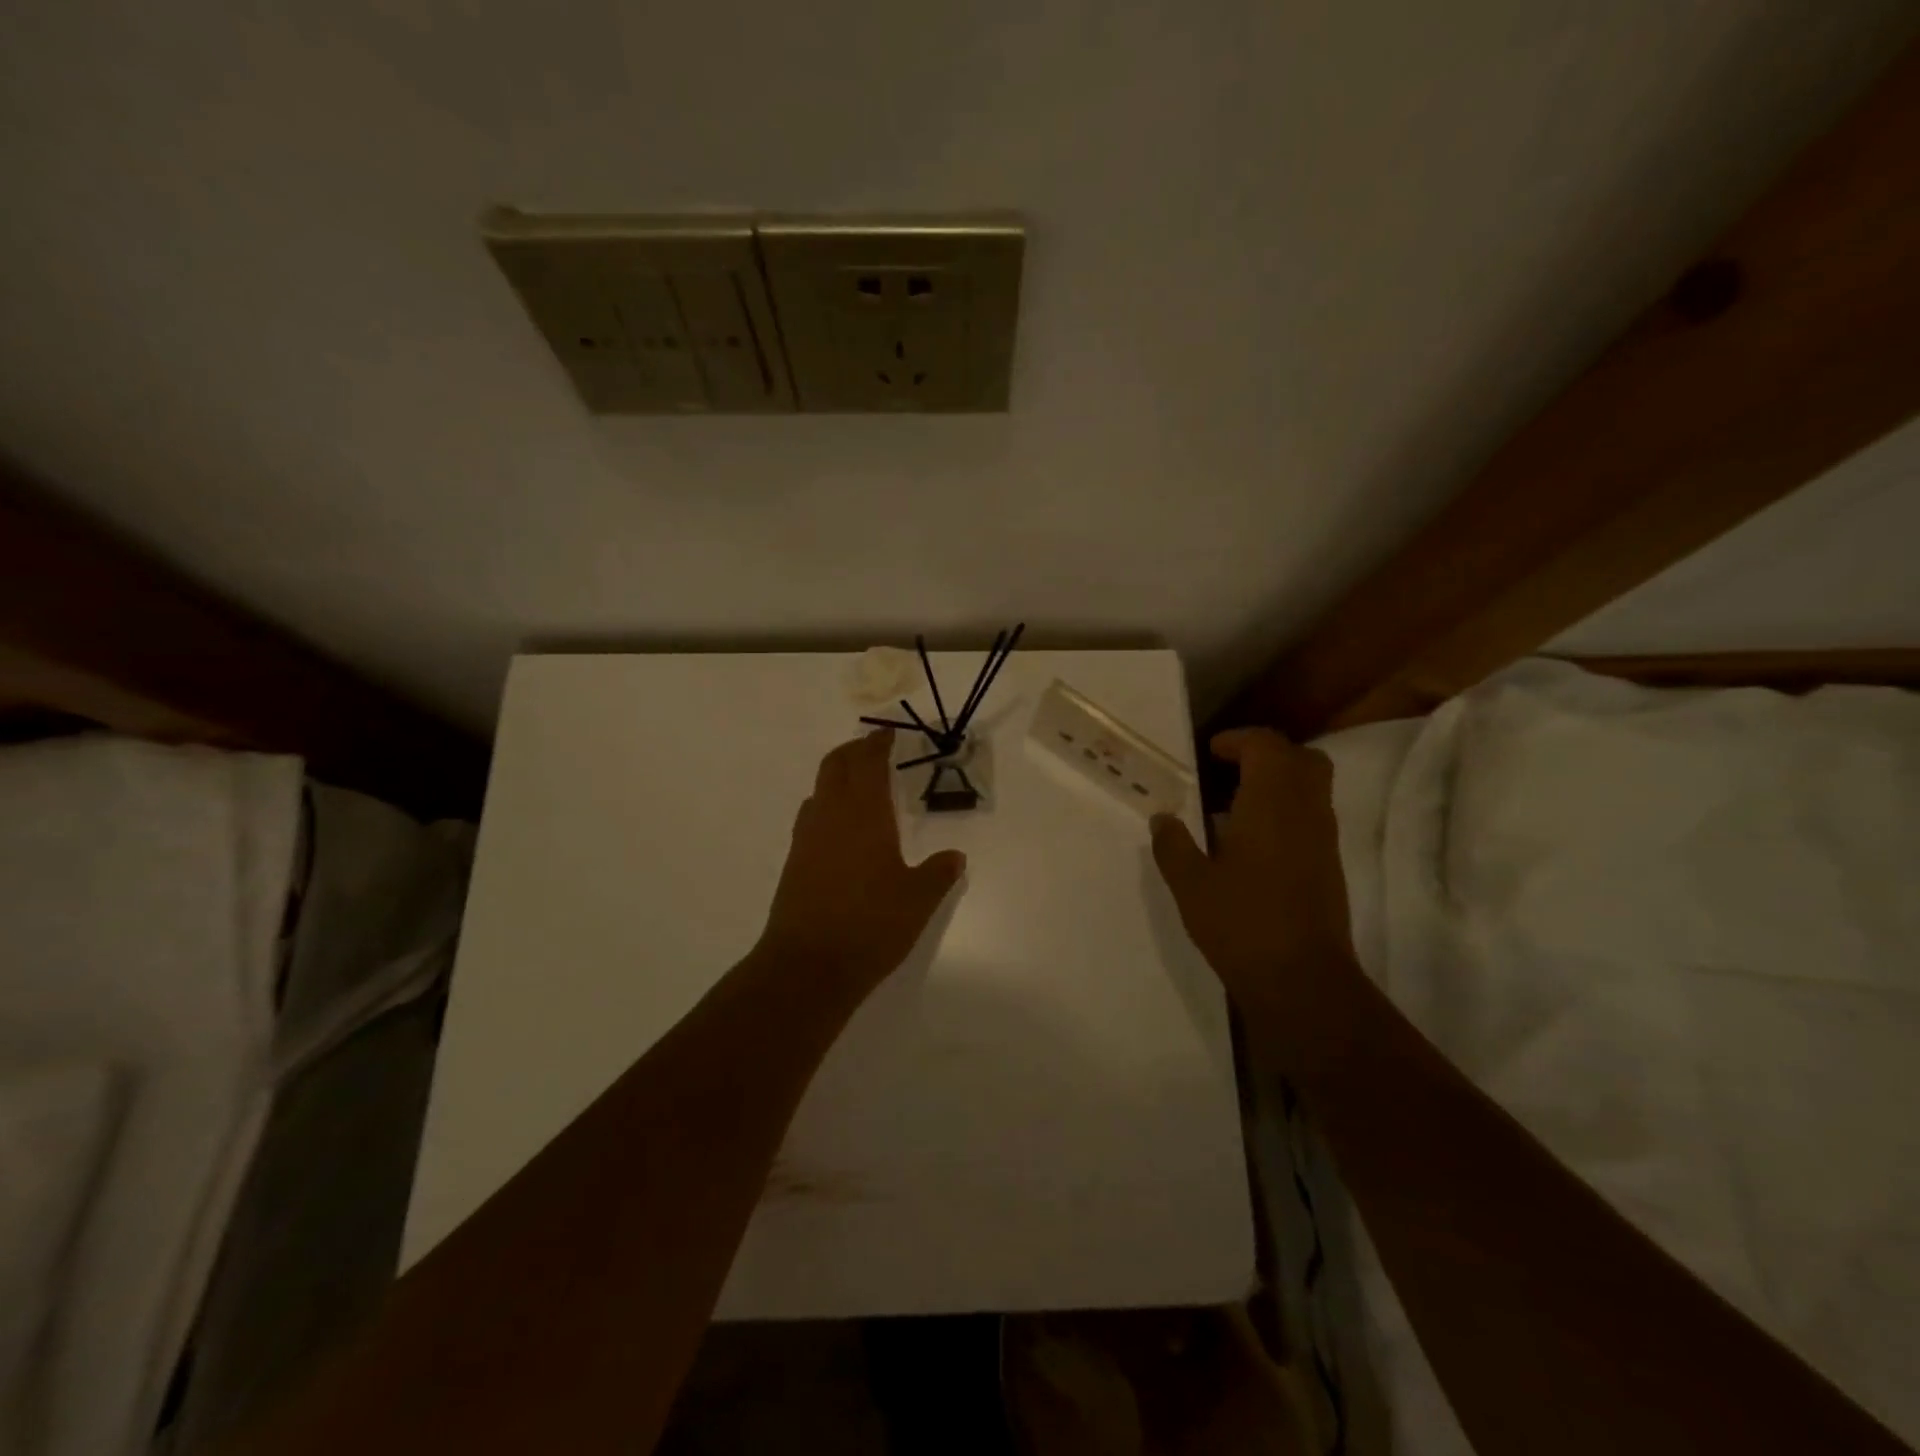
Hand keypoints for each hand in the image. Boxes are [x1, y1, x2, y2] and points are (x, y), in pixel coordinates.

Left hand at [755, 729, 966, 999]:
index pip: (868, 763)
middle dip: (853, 751)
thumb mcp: (917, 901)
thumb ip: (938, 874)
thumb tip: (955, 857)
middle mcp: (831, 816)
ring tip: (858, 784)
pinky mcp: (794, 861)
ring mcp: (807, 838)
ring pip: (819, 789)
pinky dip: (826, 805)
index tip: (887, 735)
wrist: (807, 966)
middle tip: (872, 750)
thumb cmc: (870, 926)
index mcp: (865, 814)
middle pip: (835, 766)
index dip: (877, 744)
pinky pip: (811, 816)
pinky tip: (841, 828)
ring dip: (837, 776)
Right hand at [1150, 729, 1363, 1066]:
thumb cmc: (1242, 923)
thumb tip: (1162, 818)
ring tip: (1234, 806)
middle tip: (1230, 770)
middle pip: (1303, 759)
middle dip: (1267, 755)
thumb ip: (1173, 845)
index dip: (1239, 740)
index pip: (1267, 746)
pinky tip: (1251, 842)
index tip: (1210, 752)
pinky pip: (1312, 817)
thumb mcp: (1191, 884)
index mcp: (1272, 804)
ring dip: (1278, 783)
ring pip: (1312, 788)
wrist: (1302, 980)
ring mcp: (1324, 840)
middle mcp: (1306, 812)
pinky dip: (1286, 811)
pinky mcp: (1329, 866)